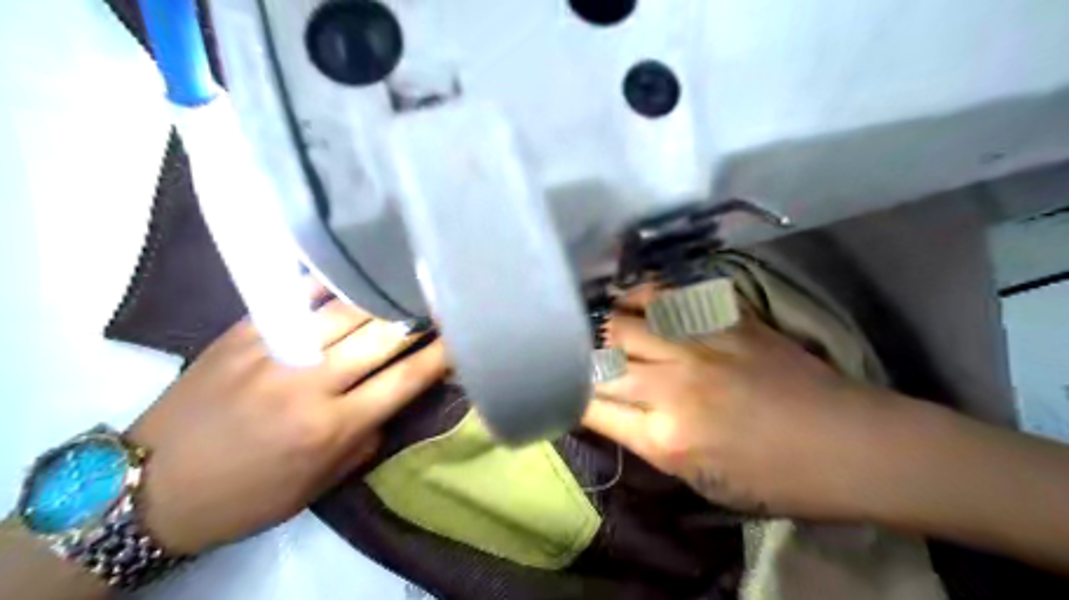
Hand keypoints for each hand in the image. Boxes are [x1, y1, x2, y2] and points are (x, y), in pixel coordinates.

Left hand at [127, 292, 447, 553]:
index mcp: (331, 427)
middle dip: (421, 317)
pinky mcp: (244, 332)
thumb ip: (367, 439)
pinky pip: (295, 295)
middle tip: (445, 299)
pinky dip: (330, 279)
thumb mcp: (319, 485)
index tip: (464, 337)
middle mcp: (309, 383)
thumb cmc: (248, 495)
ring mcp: (275, 351)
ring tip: (409, 279)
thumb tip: (396, 400)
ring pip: (345, 310)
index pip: (405, 381)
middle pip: (381, 337)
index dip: (441, 355)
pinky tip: (353, 265)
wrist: (150, 486)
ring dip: (384, 294)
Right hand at [583, 294, 899, 522]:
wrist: (847, 443)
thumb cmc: (774, 477)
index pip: (590, 404)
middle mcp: (673, 386)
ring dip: (601, 321)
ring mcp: (699, 346)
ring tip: (591, 318)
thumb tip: (607, 408)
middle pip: (600, 357)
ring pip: (625, 319)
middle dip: (576, 354)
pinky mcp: (724, 320)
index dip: (566, 393)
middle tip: (568, 349)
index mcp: (666, 437)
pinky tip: (630, 296)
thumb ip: (645, 439)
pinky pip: (668, 296)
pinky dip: (640, 295)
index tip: (558, 385)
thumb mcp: (699, 479)